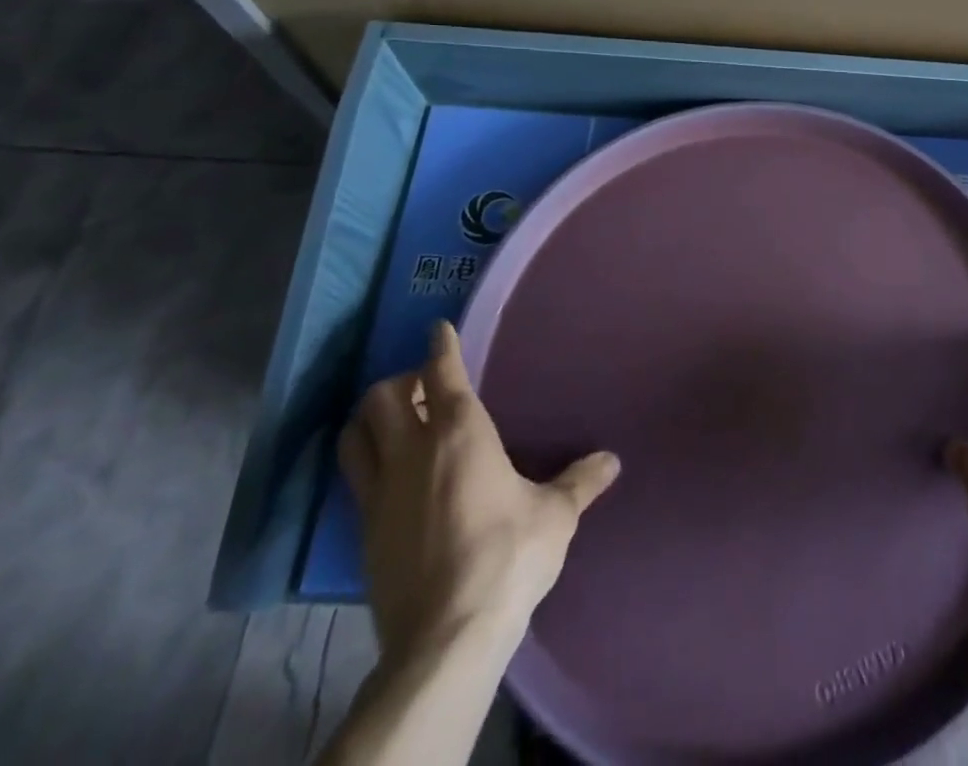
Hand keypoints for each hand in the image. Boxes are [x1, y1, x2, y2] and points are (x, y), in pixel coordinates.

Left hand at [338, 320, 620, 663]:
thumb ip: (580, 481)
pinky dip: (368, 461)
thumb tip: (612, 460)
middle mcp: (411, 452)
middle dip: (399, 383)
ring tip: (397, 424)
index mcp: (460, 433)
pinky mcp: (362, 533)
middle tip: (424, 390)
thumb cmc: (508, 556)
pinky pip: (355, 479)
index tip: (439, 329)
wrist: (446, 638)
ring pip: (355, 436)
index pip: (441, 373)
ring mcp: (379, 493)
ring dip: (371, 419)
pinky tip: (393, 476)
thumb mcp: (555, 515)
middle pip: (381, 398)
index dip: (440, 346)